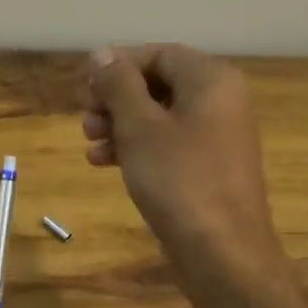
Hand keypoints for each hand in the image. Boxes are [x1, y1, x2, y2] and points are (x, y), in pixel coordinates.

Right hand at [81, 44, 285, 280]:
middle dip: (116, 98)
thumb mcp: (139, 126)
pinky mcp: (208, 167)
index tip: (85, 86)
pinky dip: (136, 147)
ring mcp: (217, 136)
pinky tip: (104, 162)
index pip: (159, 53)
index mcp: (212, 80)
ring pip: (159, 116)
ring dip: (120, 124)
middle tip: (85, 116)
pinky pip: (168, 143)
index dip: (118, 65)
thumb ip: (118, 84)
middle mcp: (220, 101)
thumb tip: (102, 53)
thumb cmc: (179, 179)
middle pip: (158, 83)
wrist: (222, 253)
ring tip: (89, 142)